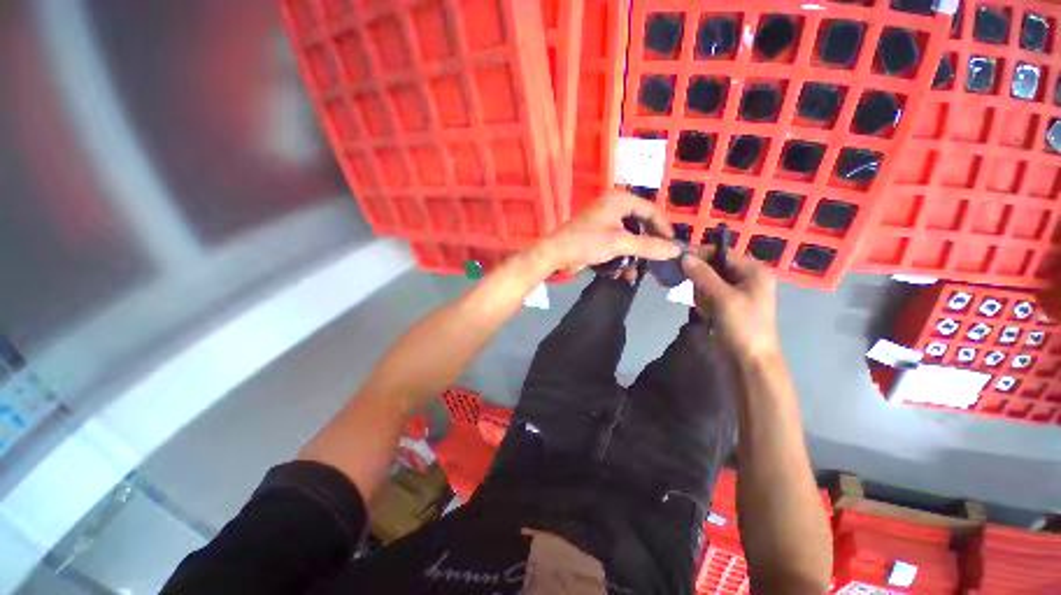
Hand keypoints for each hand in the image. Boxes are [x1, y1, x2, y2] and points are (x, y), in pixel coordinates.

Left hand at [534, 191, 679, 274]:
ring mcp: (604, 223)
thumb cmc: (587, 242)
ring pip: (628, 239)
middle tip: (656, 260)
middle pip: (639, 226)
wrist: (555, 254)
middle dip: (646, 247)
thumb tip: (676, 250)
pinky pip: (616, 246)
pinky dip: (619, 259)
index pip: (650, 210)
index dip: (663, 227)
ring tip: (633, 274)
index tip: (673, 245)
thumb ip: (649, 246)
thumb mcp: (620, 243)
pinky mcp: (597, 237)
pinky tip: (619, 274)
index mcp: (619, 200)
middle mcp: (612, 208)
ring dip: (632, 258)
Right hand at [681, 248, 780, 361]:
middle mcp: (746, 277)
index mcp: (753, 271)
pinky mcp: (728, 303)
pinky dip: (703, 301)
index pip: (722, 252)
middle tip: (694, 291)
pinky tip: (706, 313)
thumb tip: (684, 256)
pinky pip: (709, 293)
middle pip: (714, 266)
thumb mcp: (723, 298)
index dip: (701, 254)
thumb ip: (703, 275)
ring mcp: (737, 291)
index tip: (679, 262)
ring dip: (701, 292)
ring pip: (709, 281)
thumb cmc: (743, 326)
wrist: (750, 360)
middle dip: (700, 277)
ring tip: (704, 307)